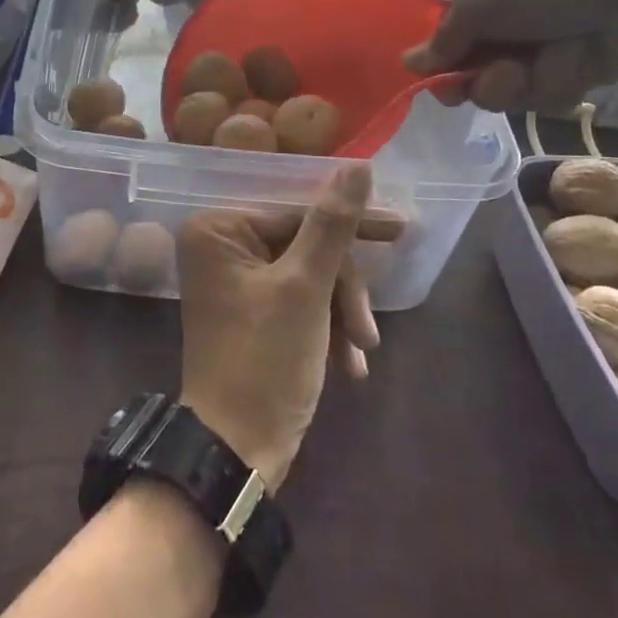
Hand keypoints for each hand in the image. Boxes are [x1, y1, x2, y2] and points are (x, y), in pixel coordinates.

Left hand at [176, 165, 378, 490]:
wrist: (236, 453)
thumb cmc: (265, 361)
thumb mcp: (305, 289)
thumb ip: (332, 225)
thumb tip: (357, 165)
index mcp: (219, 229)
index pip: (297, 212)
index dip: (351, 224)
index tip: (399, 227)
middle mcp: (220, 247)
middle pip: (305, 245)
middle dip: (343, 289)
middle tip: (368, 331)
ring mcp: (235, 281)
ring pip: (308, 276)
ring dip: (340, 313)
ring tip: (360, 354)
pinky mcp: (251, 312)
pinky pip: (298, 301)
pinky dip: (327, 328)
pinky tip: (350, 364)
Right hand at [403, 0, 617, 113]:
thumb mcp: (479, 2)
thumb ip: (442, 40)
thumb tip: (406, 64)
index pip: (444, 41)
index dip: (440, 66)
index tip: (440, 84)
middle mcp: (502, 24)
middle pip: (471, 75)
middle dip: (484, 80)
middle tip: (501, 73)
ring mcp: (536, 50)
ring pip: (507, 93)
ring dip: (522, 82)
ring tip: (545, 60)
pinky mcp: (569, 74)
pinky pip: (545, 97)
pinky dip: (557, 83)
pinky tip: (576, 62)